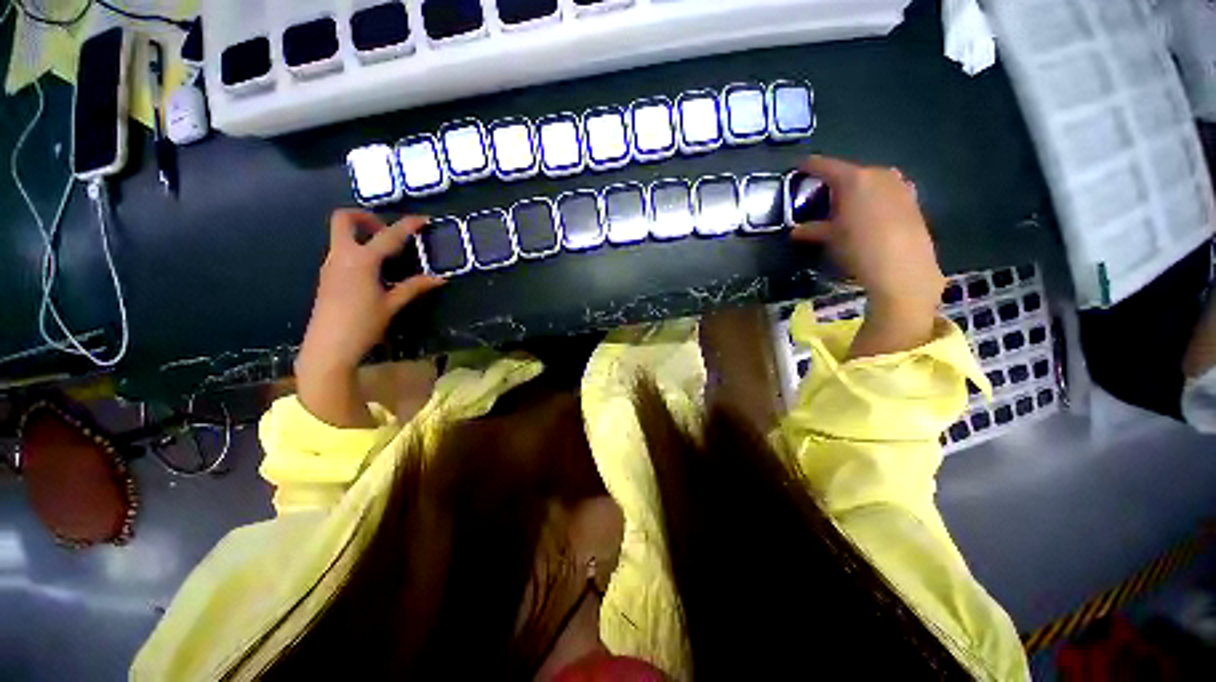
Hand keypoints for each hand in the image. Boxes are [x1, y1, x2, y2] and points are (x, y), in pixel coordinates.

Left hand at [296, 210, 442, 425]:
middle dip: (366, 217)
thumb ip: (414, 287)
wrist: (328, 347)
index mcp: (361, 260)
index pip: (389, 235)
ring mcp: (331, 264)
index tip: (424, 219)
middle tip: (387, 231)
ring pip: (341, 235)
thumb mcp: (392, 305)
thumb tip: (440, 278)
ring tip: (388, 254)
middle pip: (344, 219)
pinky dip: (358, 250)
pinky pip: (342, 251)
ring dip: (363, 235)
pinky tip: (375, 271)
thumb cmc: (363, 324)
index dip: (407, 225)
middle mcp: (342, 255)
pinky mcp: (328, 276)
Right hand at [791, 155, 944, 356]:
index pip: (825, 166)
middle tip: (819, 196)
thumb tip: (796, 231)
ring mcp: (898, 184)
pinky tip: (869, 212)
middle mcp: (877, 174)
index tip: (798, 166)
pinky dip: (873, 196)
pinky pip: (886, 190)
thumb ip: (812, 230)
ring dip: (854, 189)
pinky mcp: (912, 198)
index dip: (809, 166)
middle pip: (849, 172)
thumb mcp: (830, 238)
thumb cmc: (858, 248)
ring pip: (869, 180)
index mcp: (853, 179)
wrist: (903, 267)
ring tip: (844, 206)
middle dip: (833, 182)